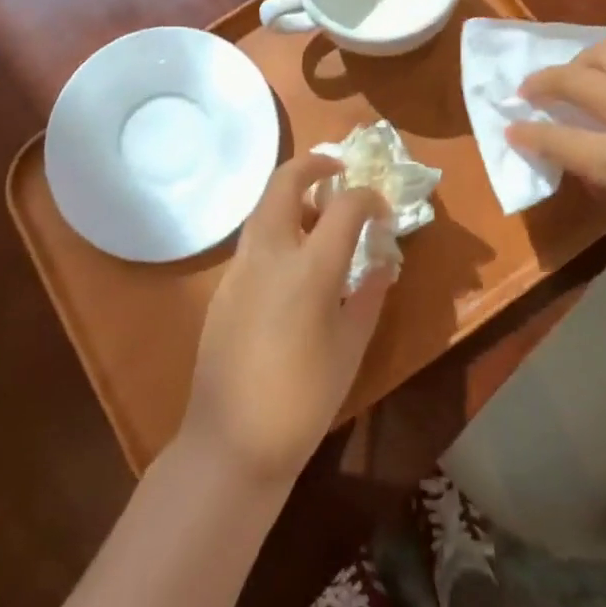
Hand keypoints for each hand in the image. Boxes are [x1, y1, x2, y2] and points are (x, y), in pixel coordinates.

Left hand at [179, 154, 389, 488]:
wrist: (232, 442)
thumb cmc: (304, 398)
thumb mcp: (350, 347)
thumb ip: (368, 295)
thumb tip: (381, 264)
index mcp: (309, 268)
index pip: (345, 206)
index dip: (369, 199)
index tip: (381, 212)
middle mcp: (270, 253)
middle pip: (284, 182)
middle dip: (312, 164)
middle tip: (337, 170)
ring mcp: (239, 266)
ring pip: (263, 206)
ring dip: (291, 194)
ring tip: (318, 214)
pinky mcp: (223, 285)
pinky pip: (253, 238)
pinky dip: (276, 227)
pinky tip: (292, 259)